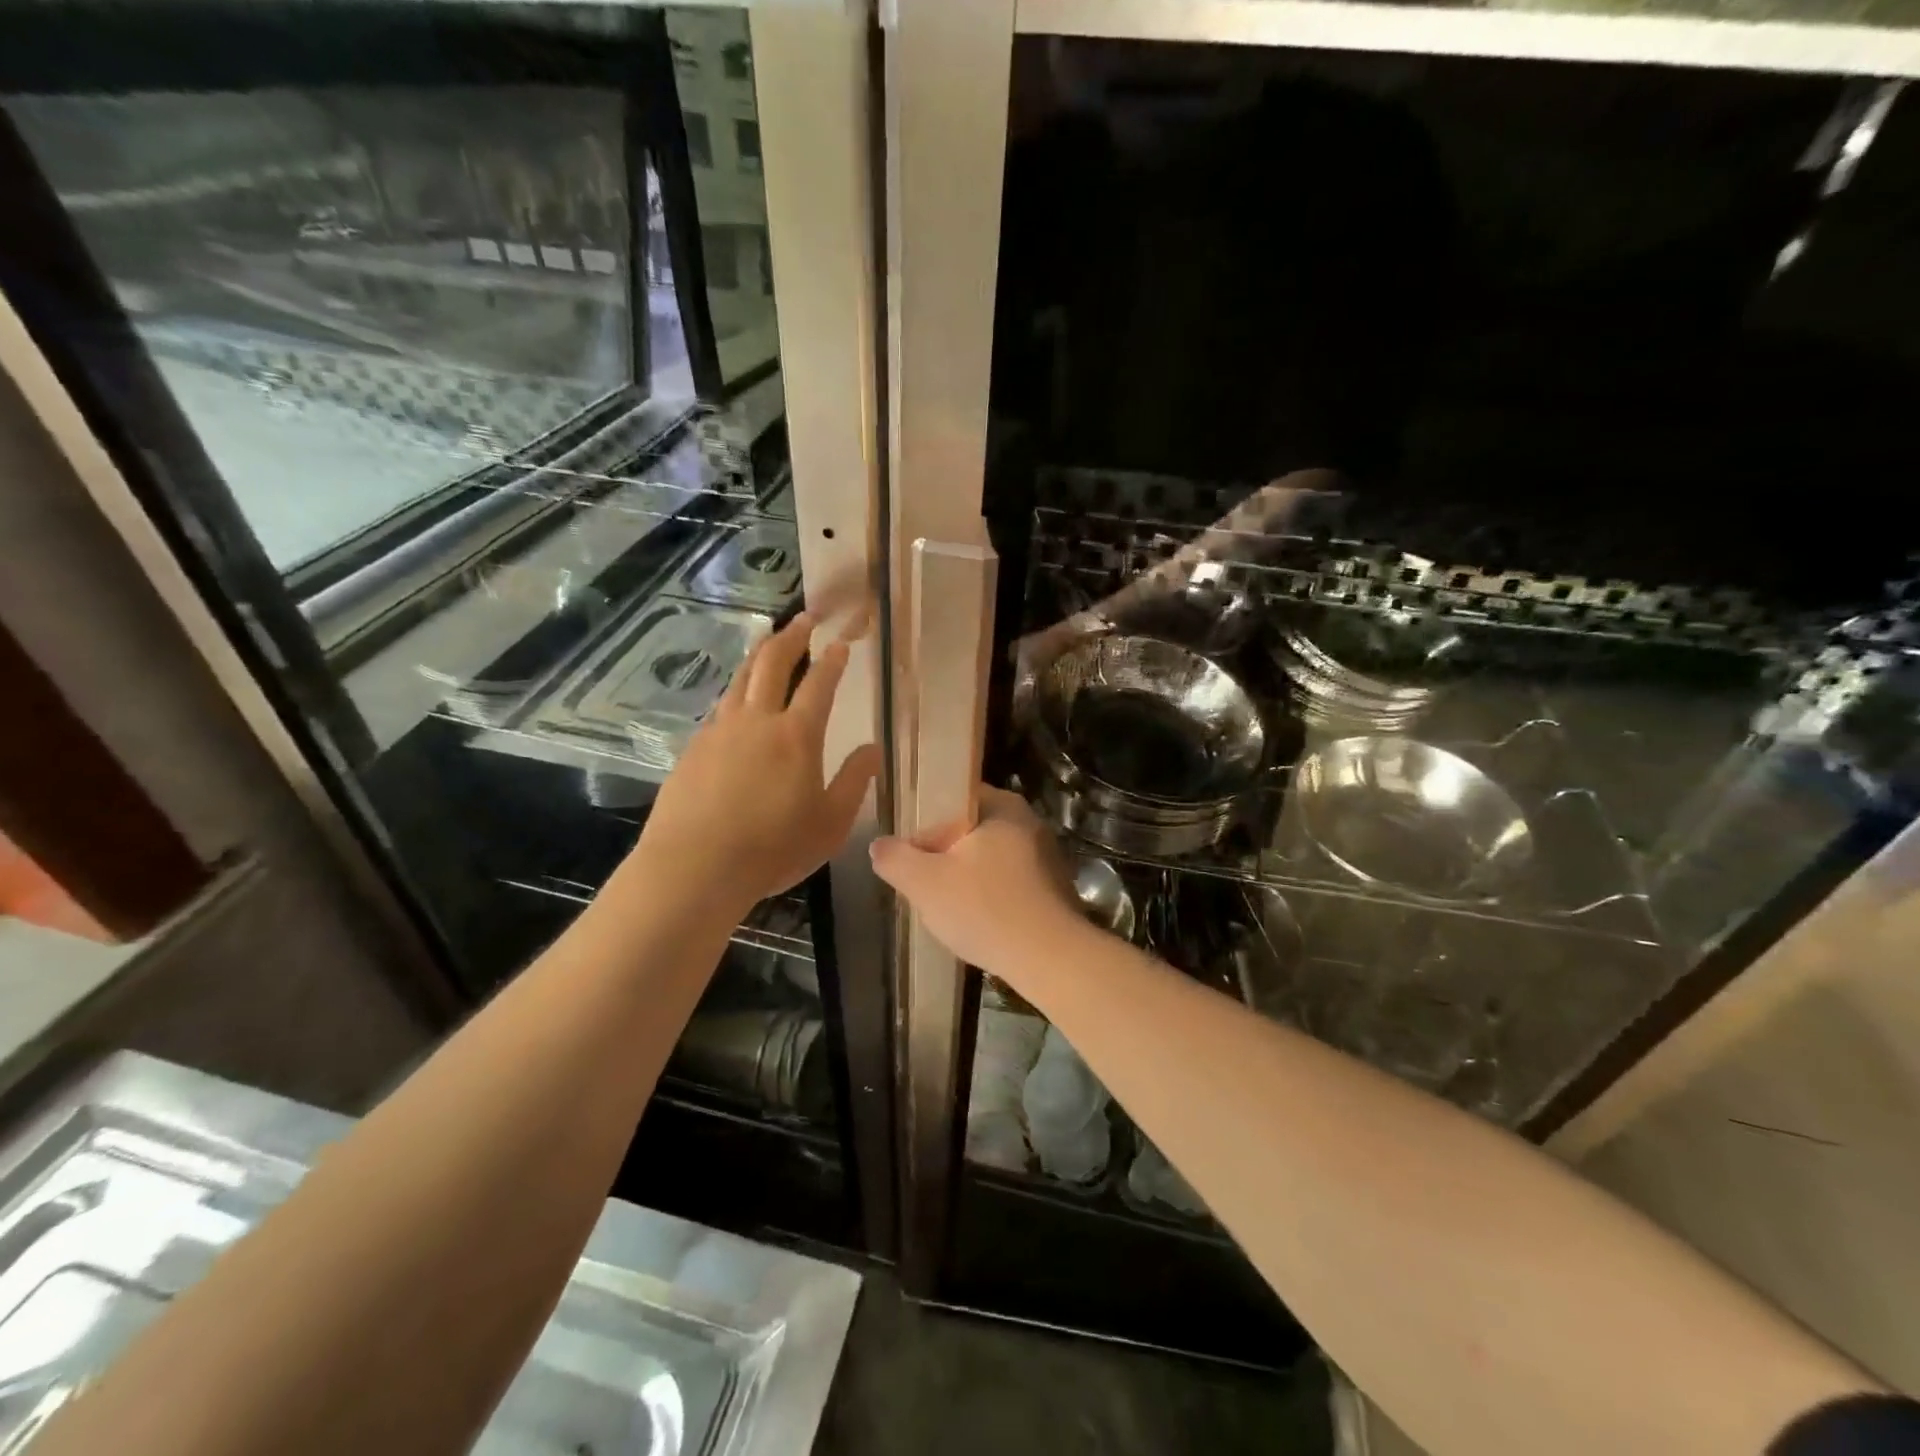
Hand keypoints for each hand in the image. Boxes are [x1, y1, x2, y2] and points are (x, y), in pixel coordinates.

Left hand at [632, 613, 879, 913]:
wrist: (694, 868)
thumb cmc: (773, 849)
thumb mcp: (830, 823)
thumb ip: (854, 781)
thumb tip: (873, 747)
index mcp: (797, 736)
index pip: (819, 684)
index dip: (832, 660)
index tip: (840, 642)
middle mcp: (757, 721)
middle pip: (773, 663)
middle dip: (792, 636)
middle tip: (804, 619)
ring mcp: (719, 731)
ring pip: (740, 678)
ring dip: (760, 655)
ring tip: (771, 643)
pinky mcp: (694, 748)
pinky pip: (721, 706)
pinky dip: (736, 690)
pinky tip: (738, 699)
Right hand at [869, 787, 1082, 976]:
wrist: (1052, 960)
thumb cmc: (986, 909)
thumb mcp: (925, 883)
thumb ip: (895, 859)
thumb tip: (879, 846)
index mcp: (1003, 806)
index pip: (954, 799)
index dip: (926, 825)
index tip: (912, 855)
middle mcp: (1030, 823)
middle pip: (971, 831)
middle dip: (945, 857)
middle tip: (924, 885)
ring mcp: (1047, 857)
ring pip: (990, 860)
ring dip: (968, 880)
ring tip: (949, 909)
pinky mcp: (1055, 889)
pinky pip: (1011, 884)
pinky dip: (992, 898)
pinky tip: (979, 924)